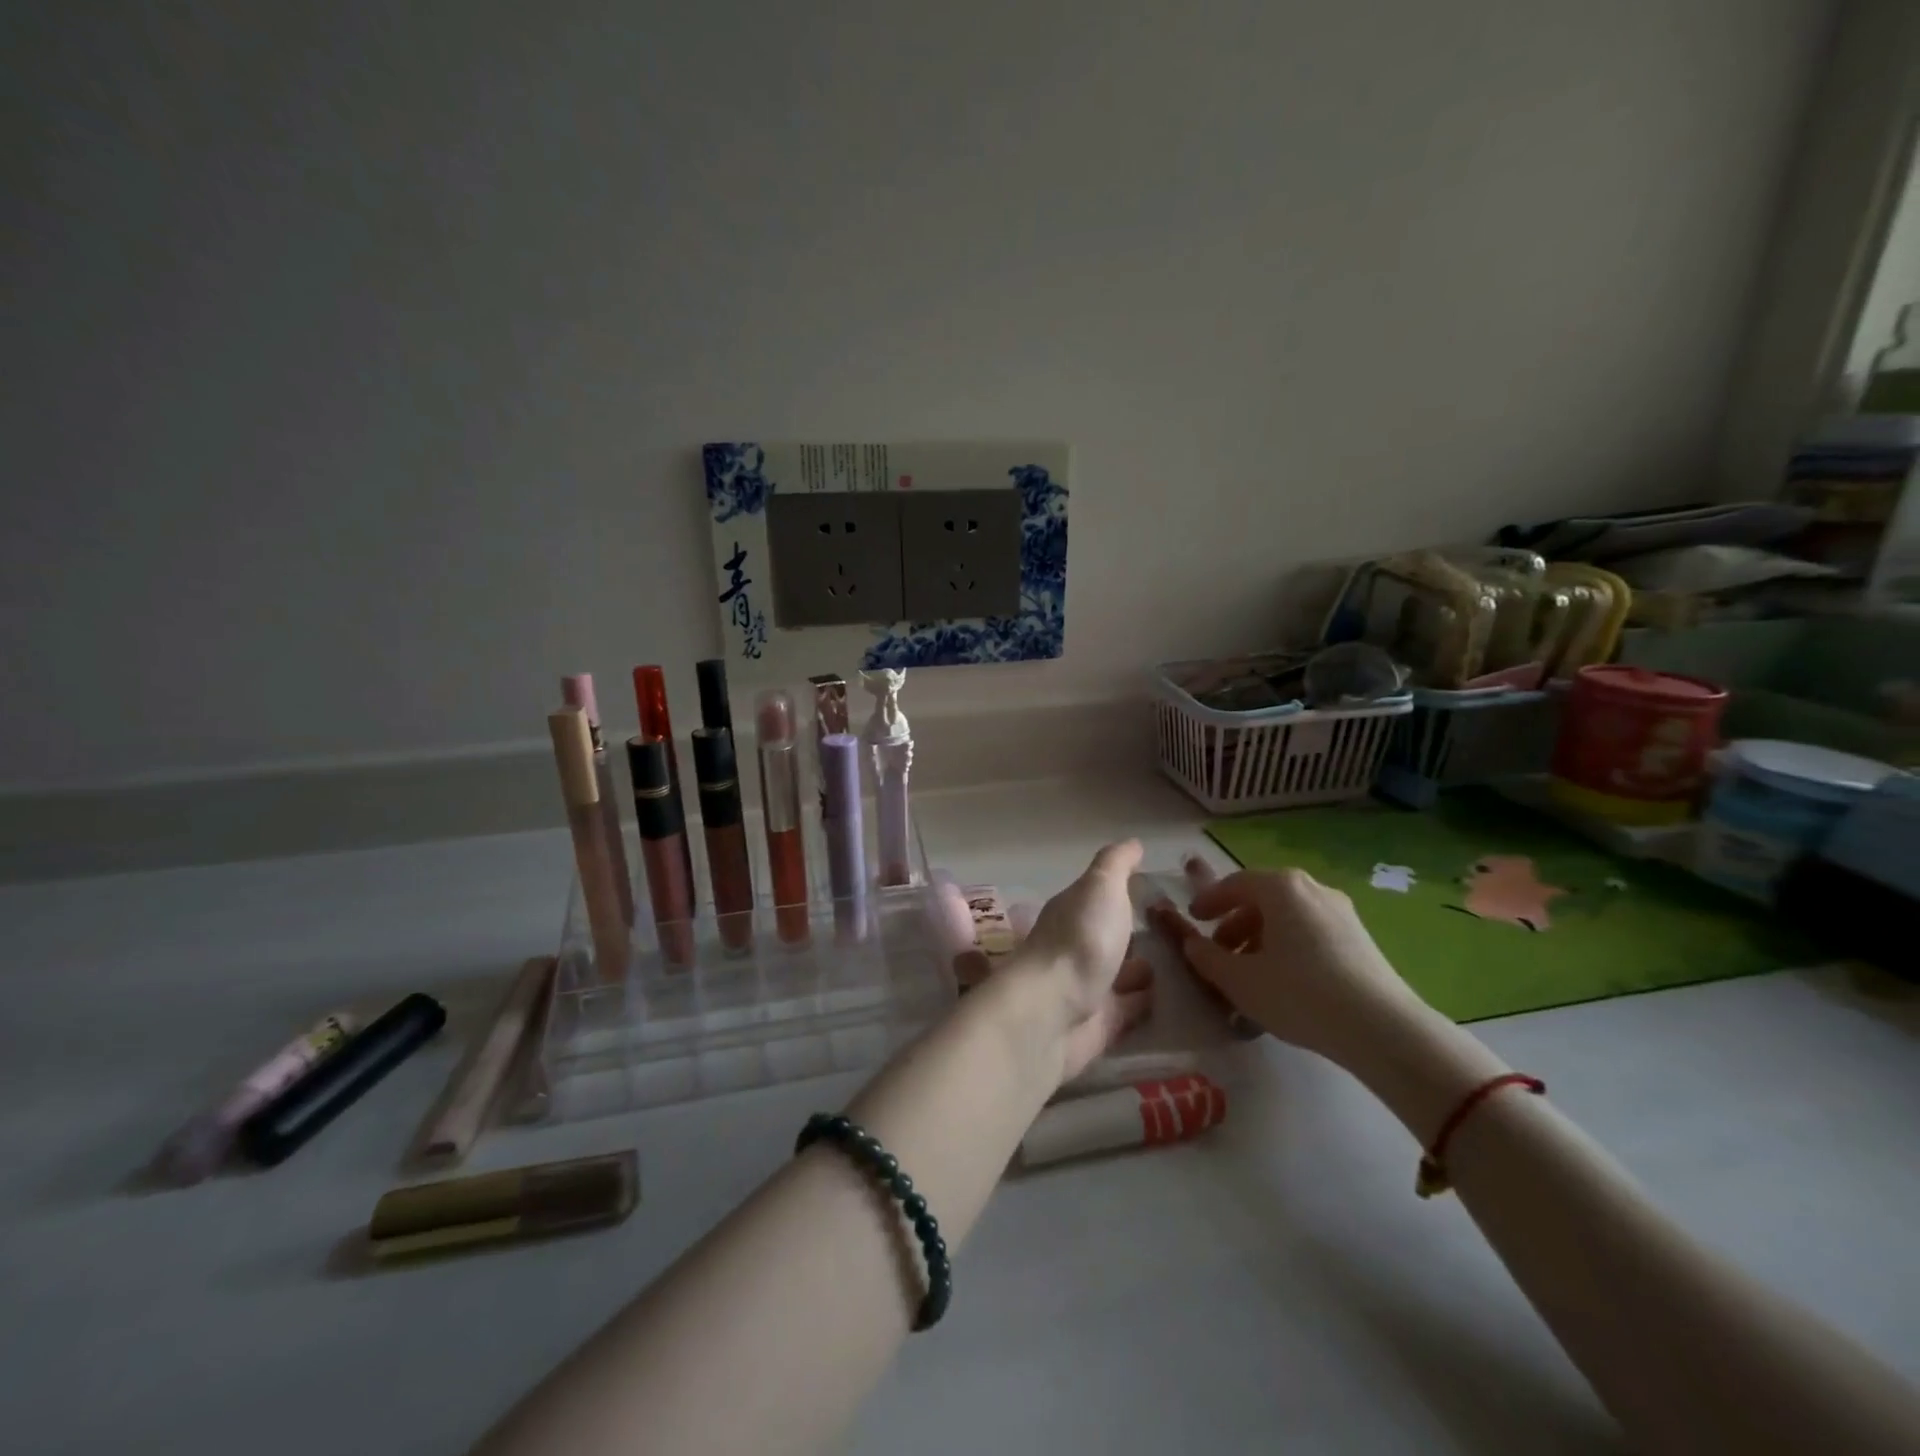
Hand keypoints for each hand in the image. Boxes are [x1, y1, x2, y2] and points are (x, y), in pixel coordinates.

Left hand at [973, 840, 1153, 1083]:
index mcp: (1072, 911)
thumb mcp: (1101, 887)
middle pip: (1109, 936)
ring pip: (1118, 973)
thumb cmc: (1080, 940)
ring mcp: (1086, 986)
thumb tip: (1132, 842)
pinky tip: (1167, 999)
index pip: (1099, 897)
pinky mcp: (1098, 1024)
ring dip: (1140, 969)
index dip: (1123, 892)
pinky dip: (1143, 1003)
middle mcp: (1076, 946)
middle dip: (1133, 933)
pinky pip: (1127, 1009)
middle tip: (1176, 931)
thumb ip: (1116, 864)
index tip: (1158, 890)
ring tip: (1180, 964)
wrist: (1052, 1013)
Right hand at [1156, 865, 1424, 1064]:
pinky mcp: (1360, 938)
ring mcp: (1341, 912)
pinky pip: (1311, 931)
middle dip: (1236, 922)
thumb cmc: (1298, 994)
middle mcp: (1312, 888)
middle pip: (1263, 898)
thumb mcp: (1239, 980)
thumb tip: (1193, 944)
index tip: (1193, 918)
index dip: (1210, 900)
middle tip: (1219, 950)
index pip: (1234, 883)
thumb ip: (1206, 957)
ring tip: (1250, 972)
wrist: (1381, 1028)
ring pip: (1288, 916)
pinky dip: (1288, 946)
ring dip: (1262, 937)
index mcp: (1280, 887)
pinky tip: (1284, 981)